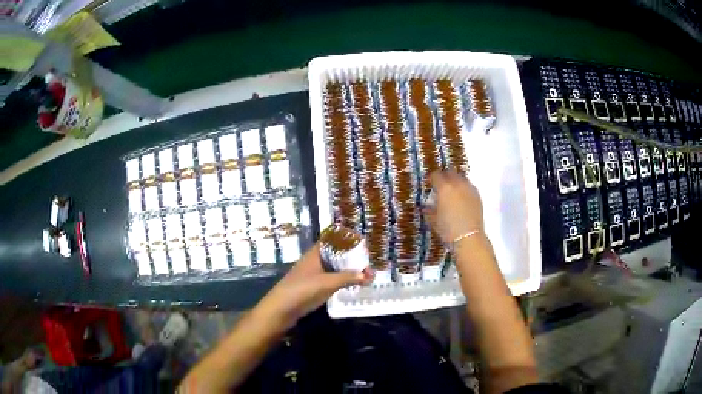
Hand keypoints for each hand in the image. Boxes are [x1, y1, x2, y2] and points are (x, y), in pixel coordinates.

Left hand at [259, 243, 371, 328]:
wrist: (282, 308)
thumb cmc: (303, 290)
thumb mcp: (327, 283)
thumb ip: (347, 278)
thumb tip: (368, 275)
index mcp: (316, 254)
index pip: (333, 240)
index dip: (346, 239)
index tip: (362, 242)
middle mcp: (315, 261)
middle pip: (336, 254)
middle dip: (351, 257)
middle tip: (368, 263)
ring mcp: (314, 275)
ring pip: (334, 268)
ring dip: (348, 270)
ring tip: (365, 275)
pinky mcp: (314, 287)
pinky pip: (332, 279)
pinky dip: (343, 280)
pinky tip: (353, 285)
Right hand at [424, 170, 484, 243]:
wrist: (469, 238)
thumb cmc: (448, 230)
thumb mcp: (433, 220)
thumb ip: (429, 210)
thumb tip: (426, 206)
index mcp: (444, 188)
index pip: (436, 175)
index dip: (432, 179)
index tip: (430, 185)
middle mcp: (457, 184)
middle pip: (450, 172)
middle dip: (444, 177)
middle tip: (441, 187)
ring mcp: (469, 188)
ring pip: (461, 177)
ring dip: (455, 181)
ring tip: (452, 192)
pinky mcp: (478, 195)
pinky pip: (469, 186)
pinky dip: (464, 188)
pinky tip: (462, 199)